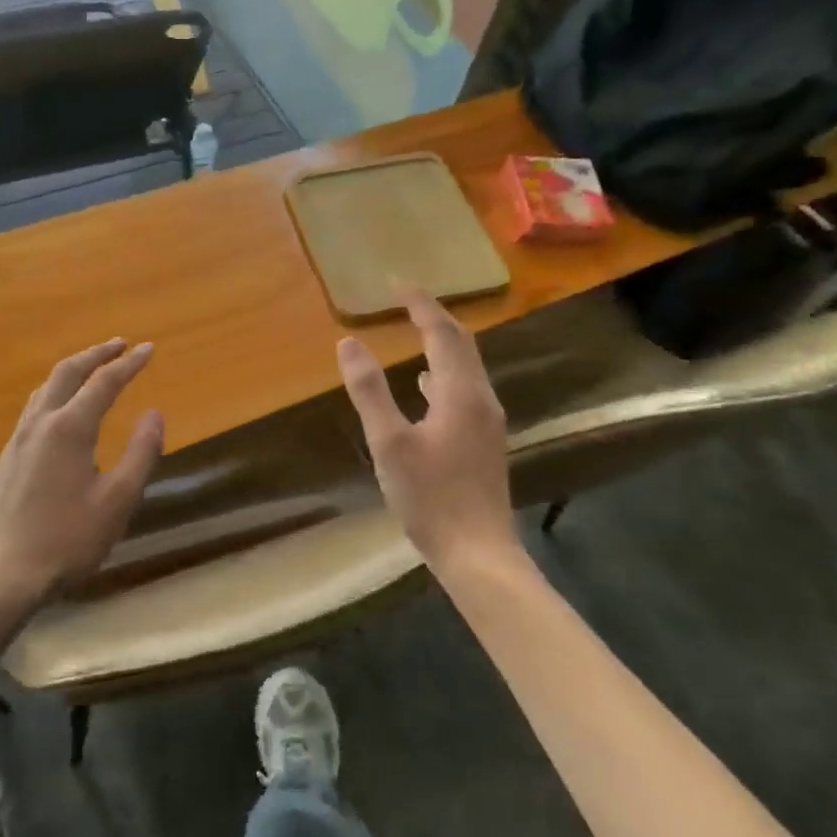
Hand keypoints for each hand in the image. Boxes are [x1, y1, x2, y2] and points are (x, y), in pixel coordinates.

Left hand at [0, 338, 164, 607]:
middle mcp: (41, 423)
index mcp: (70, 428)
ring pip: (46, 387)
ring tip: (92, 368)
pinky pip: (35, 407)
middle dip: (96, 354)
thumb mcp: (118, 500)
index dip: (129, 363)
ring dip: (73, 370)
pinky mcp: (9, 457)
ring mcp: (19, 439)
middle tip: (120, 344)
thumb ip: (141, 452)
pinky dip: (56, 391)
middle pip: (68, 372)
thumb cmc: (69, 539)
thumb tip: (155, 413)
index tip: (149, 348)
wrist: (4, 574)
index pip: (104, 382)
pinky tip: (62, 409)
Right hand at [336, 291, 514, 570]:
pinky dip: (443, 373)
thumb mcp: (389, 443)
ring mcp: (487, 422)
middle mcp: (481, 398)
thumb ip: (369, 390)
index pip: (442, 333)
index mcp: (460, 392)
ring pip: (465, 368)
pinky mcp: (484, 441)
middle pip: (461, 345)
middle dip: (435, 317)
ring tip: (415, 330)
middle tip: (406, 299)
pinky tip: (425, 386)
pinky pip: (464, 389)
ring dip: (441, 344)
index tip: (398, 283)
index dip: (421, 304)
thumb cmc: (430, 497)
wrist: (478, 554)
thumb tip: (349, 342)